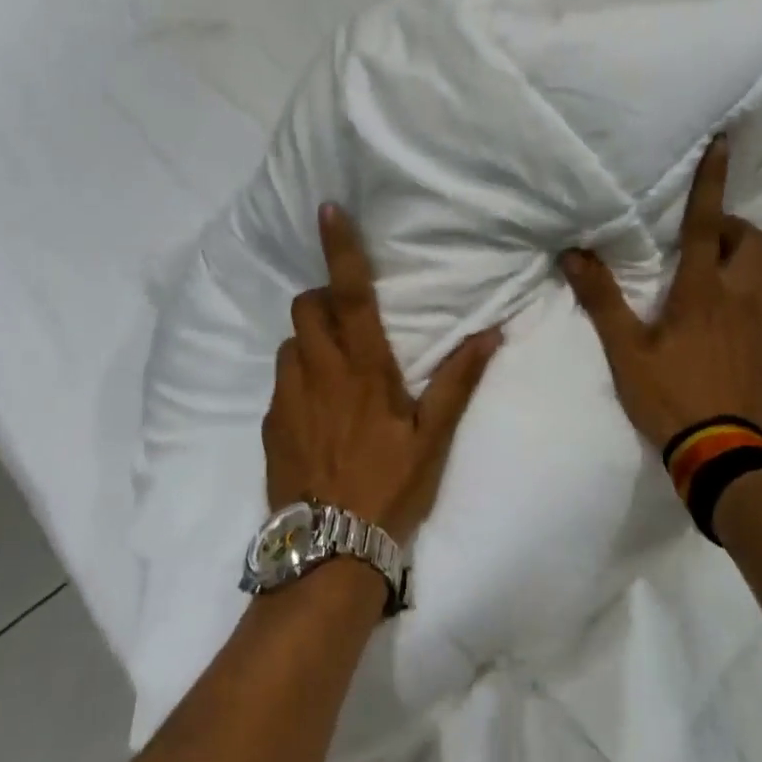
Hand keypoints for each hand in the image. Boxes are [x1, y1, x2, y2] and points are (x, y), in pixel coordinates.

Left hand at [264, 204, 501, 543]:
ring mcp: (287, 398)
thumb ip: (459, 381)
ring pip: (289, 344)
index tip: (327, 210)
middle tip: (348, 321)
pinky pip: (280, 382)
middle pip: (305, 308)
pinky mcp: (270, 425)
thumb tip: (490, 332)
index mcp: (364, 369)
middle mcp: (319, 372)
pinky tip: (317, 412)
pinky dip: (298, 378)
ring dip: (309, 341)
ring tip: (334, 369)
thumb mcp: (434, 438)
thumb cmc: (390, 489)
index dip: (340, 249)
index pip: (349, 294)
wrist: (329, 552)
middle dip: (321, 299)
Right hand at [561, 135, 761, 449]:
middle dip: (730, 226)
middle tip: (701, 239)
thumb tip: (573, 253)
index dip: (712, 180)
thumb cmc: (667, 395)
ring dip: (748, 255)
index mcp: (701, 289)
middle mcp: (740, 294)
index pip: (706, 222)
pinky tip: (747, 304)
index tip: (724, 142)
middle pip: (751, 238)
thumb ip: (601, 298)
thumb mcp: (625, 349)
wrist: (720, 451)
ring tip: (720, 268)